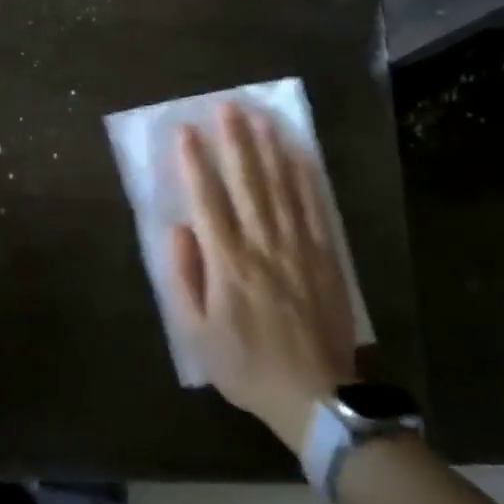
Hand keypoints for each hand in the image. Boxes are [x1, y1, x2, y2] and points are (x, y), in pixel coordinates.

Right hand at [168, 105, 356, 451]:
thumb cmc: (247, 365)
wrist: (315, 398)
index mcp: (228, 263)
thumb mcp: (198, 334)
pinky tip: (299, 154)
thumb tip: (179, 229)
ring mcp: (298, 247)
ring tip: (261, 117)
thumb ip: (185, 278)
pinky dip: (306, 178)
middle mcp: (262, 244)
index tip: (186, 130)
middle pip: (247, 182)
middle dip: (235, 141)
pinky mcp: (325, 256)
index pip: (207, 199)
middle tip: (227, 106)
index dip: (194, 162)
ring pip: (281, 187)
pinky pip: (314, 208)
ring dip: (269, 149)